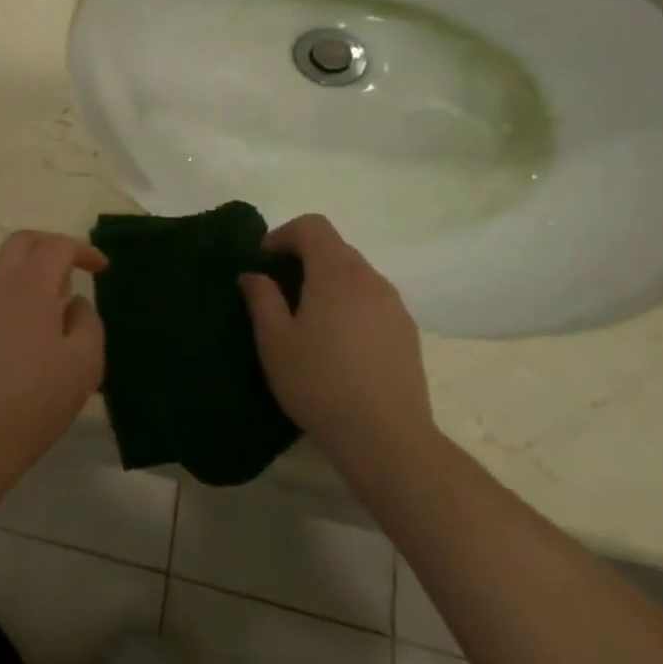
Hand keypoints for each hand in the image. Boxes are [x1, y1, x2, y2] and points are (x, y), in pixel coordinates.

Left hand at [0, 231, 108, 472]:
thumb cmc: (37, 398)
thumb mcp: (84, 363)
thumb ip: (87, 321)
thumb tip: (72, 304)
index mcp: (29, 286)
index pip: (56, 246)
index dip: (83, 250)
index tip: (102, 269)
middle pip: (21, 242)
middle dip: (50, 245)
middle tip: (74, 268)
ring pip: (2, 265)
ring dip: (31, 269)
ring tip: (55, 303)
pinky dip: (14, 291)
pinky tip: (29, 326)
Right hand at [239, 214, 436, 476]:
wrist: (385, 437)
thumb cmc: (319, 382)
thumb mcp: (274, 340)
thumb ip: (262, 298)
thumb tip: (254, 275)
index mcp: (336, 274)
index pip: (313, 226)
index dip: (283, 234)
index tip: (263, 261)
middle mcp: (371, 280)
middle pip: (336, 248)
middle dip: (304, 258)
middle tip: (278, 289)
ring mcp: (395, 306)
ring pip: (356, 275)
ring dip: (327, 281)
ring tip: (306, 318)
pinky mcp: (408, 332)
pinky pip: (372, 300)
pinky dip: (349, 303)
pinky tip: (337, 342)